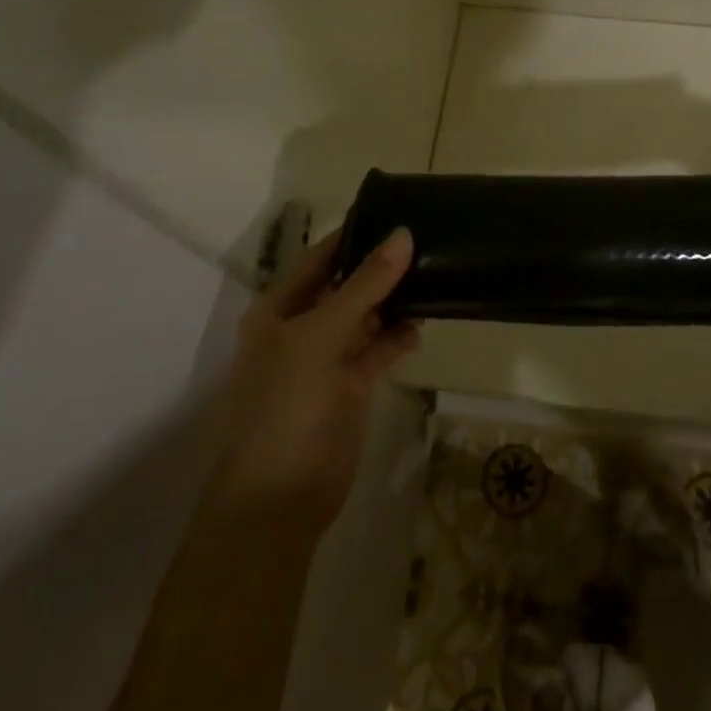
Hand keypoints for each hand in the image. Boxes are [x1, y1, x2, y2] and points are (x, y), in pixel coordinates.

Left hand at [203, 226, 421, 534]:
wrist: (280, 499)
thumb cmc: (287, 405)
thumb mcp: (322, 336)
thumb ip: (364, 286)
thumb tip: (402, 235)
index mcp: (278, 310)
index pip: (320, 258)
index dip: (353, 235)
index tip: (394, 211)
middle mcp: (301, 328)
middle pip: (345, 286)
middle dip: (379, 267)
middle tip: (426, 240)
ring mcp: (326, 360)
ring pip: (365, 317)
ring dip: (392, 301)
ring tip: (432, 275)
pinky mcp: (350, 387)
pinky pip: (377, 350)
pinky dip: (397, 337)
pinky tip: (421, 324)